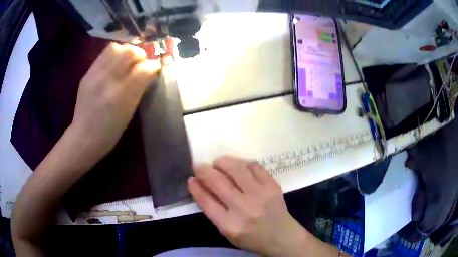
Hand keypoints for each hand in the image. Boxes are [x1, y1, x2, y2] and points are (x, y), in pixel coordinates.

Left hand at [71, 42, 160, 154]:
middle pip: (129, 51)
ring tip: (126, 62)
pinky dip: (113, 55)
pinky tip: (114, 66)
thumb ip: (140, 89)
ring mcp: (95, 75)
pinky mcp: (87, 74)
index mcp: (120, 95)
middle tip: (140, 64)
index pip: (143, 69)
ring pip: (115, 48)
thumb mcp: (129, 112)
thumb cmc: (110, 131)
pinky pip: (103, 54)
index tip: (154, 69)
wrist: (84, 136)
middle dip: (139, 55)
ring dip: (125, 52)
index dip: (153, 66)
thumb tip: (150, 71)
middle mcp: (107, 81)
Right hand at [188, 156, 310, 256]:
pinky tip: (238, 166)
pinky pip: (255, 166)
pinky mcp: (272, 186)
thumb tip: (201, 187)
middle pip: (218, 182)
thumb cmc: (251, 238)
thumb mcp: (227, 232)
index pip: (206, 201)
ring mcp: (260, 194)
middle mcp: (243, 208)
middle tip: (199, 166)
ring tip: (218, 162)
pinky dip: (243, 163)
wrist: (282, 236)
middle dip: (204, 170)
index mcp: (230, 224)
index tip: (191, 178)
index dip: (196, 187)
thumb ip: (214, 212)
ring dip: (223, 161)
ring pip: (236, 169)